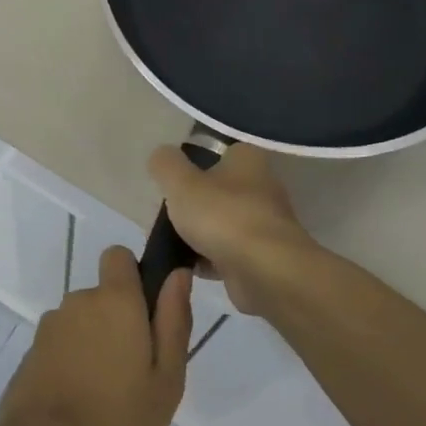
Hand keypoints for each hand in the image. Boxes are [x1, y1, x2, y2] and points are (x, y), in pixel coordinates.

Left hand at [0, 249, 191, 425]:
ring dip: (93, 346)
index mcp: (114, 300)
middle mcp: (78, 302)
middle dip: (117, 323)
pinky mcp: (29, 355)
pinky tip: (78, 406)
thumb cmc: (117, 421)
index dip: (133, 276)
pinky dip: (70, 366)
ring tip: (106, 398)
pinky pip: (60, 348)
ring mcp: (49, 328)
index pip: (118, 256)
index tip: (146, 314)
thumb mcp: (166, 379)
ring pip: (81, 325)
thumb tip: (178, 274)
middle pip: (102, 298)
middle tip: (135, 373)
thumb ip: (174, 321)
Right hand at [148, 143, 322, 316]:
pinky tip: (188, 267)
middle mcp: (262, 187)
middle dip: (193, 203)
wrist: (265, 272)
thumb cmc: (222, 216)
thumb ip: (166, 165)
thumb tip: (161, 156)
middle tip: (167, 214)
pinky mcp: (262, 257)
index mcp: (247, 160)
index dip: (195, 163)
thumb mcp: (180, 182)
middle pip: (219, 190)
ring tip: (170, 243)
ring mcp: (264, 224)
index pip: (220, 153)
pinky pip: (227, 254)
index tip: (173, 180)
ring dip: (199, 234)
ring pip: (222, 223)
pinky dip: (209, 259)